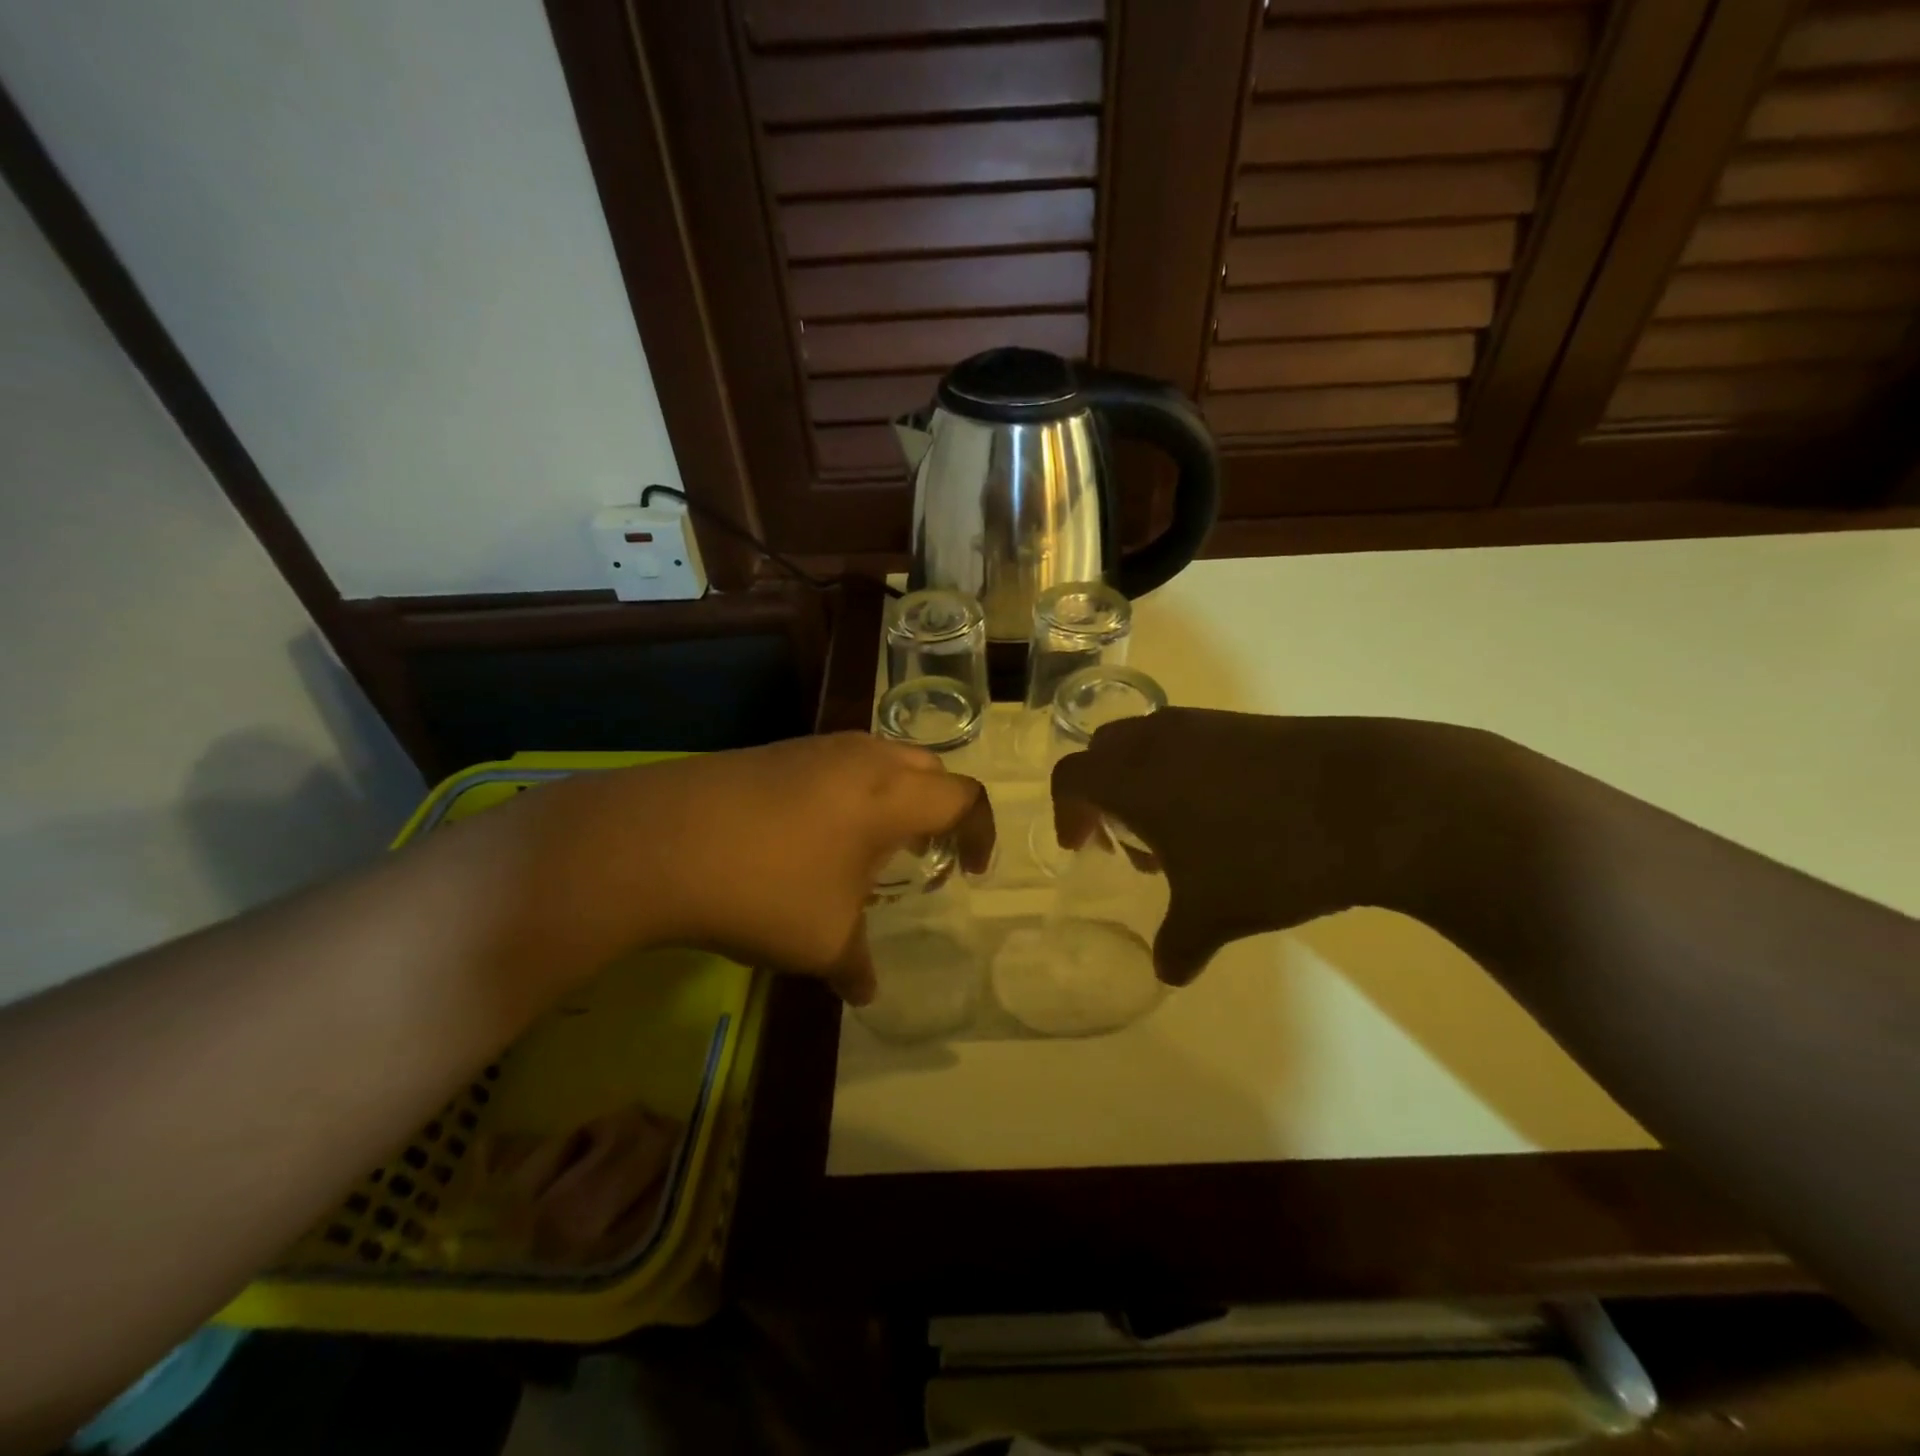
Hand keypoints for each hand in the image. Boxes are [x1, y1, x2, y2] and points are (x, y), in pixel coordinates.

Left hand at [529, 734, 992, 1004]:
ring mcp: (812, 748)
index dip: (980, 832)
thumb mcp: (821, 941)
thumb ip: (855, 965)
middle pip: (926, 767)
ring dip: (890, 796)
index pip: (963, 797)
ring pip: (878, 758)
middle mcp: (861, 758)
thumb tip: (864, 992)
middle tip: (925, 852)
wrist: (655, 842)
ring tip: (868, 846)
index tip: (971, 871)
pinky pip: (833, 764)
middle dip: (939, 807)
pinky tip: (811, 838)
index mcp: (891, 795)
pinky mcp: (771, 752)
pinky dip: (847, 793)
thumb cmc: (764, 889)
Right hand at [1051, 710, 1449, 984]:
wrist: (1373, 800)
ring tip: (1182, 835)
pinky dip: (1189, 773)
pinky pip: (1196, 743)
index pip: (1071, 778)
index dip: (1067, 813)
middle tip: (1128, 840)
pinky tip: (1231, 817)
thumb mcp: (1215, 913)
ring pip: (1152, 744)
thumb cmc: (1268, 855)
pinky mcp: (1252, 725)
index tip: (1083, 848)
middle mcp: (1161, 740)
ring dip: (1148, 784)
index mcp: (1133, 776)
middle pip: (1105, 751)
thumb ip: (1178, 944)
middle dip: (1104, 794)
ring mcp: (1209, 725)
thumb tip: (1167, 972)